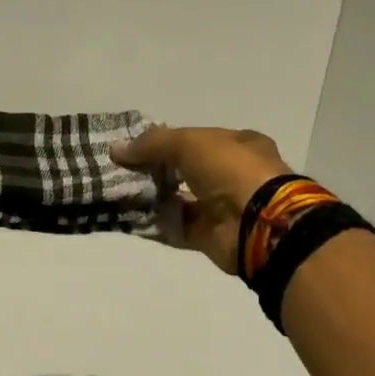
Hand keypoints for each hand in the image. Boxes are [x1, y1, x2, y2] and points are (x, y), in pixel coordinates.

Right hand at [111, 125, 291, 273]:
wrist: (258, 223)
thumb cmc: (231, 169)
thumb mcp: (188, 143)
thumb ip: (152, 144)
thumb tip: (116, 149)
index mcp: (238, 145)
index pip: (197, 139)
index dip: (167, 141)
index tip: (136, 146)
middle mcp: (231, 175)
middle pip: (185, 170)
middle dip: (154, 170)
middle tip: (121, 170)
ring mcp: (221, 207)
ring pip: (178, 199)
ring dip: (151, 197)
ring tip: (117, 192)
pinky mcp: (209, 236)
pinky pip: (175, 227)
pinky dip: (154, 223)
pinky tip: (127, 217)